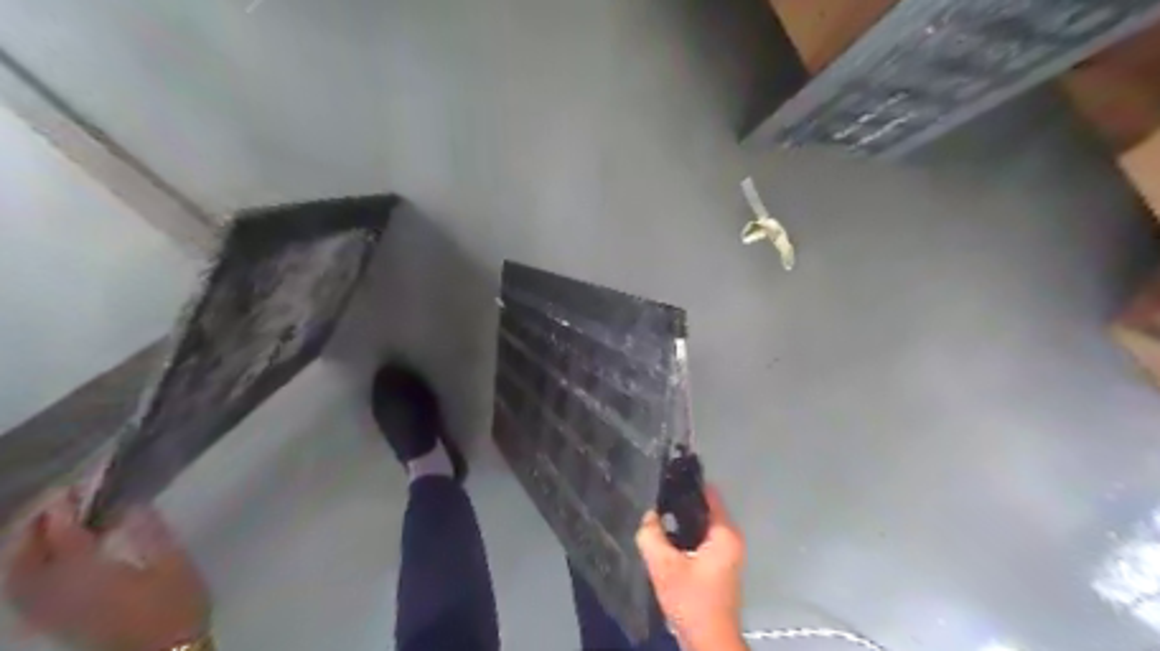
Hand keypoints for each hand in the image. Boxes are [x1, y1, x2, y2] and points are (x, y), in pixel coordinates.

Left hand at [3, 492, 211, 647]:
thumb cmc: (176, 604)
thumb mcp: (175, 564)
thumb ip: (150, 533)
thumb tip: (131, 505)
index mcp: (91, 575)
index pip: (64, 536)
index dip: (63, 510)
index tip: (71, 487)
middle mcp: (59, 593)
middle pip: (25, 559)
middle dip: (33, 527)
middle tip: (54, 502)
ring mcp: (52, 611)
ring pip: (16, 579)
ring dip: (22, 549)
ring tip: (42, 526)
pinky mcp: (55, 622)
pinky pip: (21, 595)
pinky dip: (21, 573)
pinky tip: (37, 563)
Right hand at [639, 485, 747, 650]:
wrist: (708, 641)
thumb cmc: (692, 601)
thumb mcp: (664, 567)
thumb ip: (651, 536)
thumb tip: (647, 515)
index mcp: (724, 534)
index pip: (708, 493)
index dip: (687, 482)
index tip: (666, 474)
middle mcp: (730, 539)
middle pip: (703, 509)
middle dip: (679, 503)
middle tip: (654, 496)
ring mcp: (726, 553)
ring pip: (699, 525)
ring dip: (680, 522)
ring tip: (655, 513)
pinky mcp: (717, 566)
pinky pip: (699, 540)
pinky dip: (684, 536)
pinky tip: (664, 538)